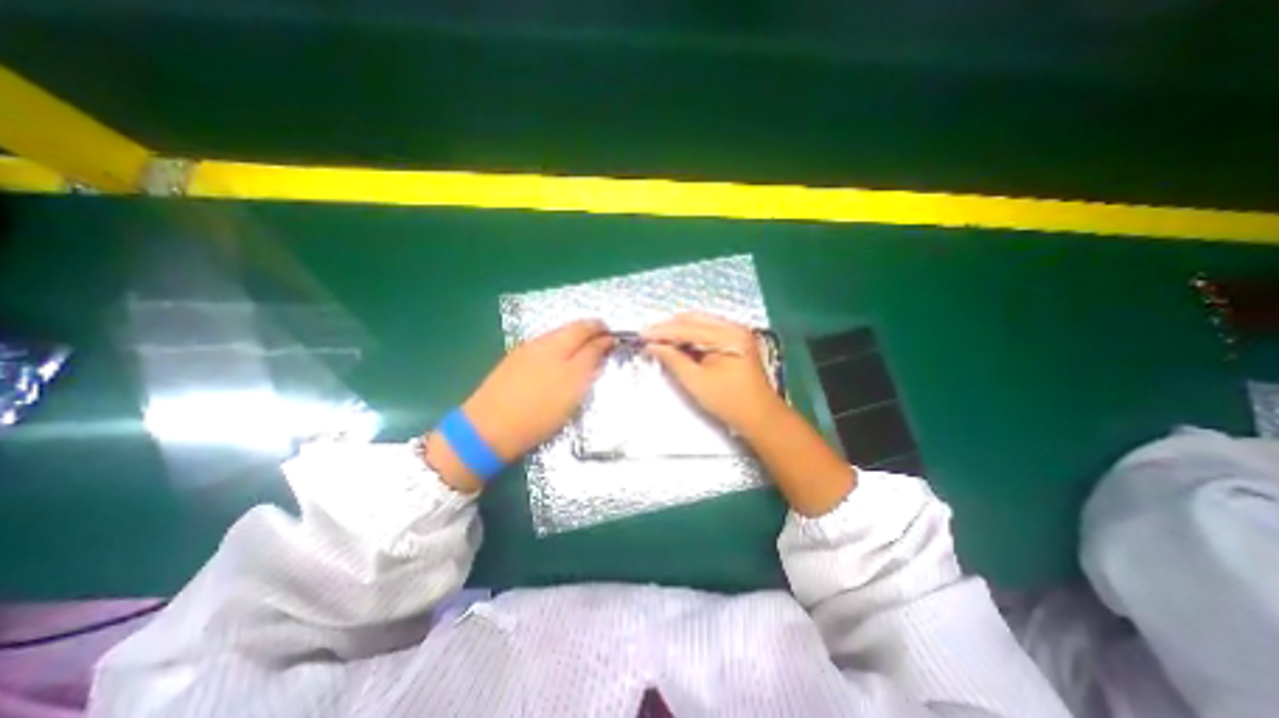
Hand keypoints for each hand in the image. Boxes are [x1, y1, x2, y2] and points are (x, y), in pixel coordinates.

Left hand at [465, 320, 612, 458]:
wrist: (489, 428)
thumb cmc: (539, 414)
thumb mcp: (573, 390)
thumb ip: (590, 362)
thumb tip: (603, 345)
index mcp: (560, 347)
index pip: (588, 331)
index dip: (604, 334)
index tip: (615, 340)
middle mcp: (544, 342)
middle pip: (573, 328)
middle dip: (591, 330)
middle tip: (604, 338)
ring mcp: (526, 349)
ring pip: (558, 335)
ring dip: (575, 336)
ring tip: (586, 348)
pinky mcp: (515, 360)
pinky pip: (545, 344)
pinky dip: (560, 345)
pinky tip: (561, 357)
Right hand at [638, 313, 779, 433]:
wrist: (760, 416)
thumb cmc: (729, 401)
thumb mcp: (696, 381)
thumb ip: (673, 359)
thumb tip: (653, 346)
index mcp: (728, 336)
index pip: (688, 328)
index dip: (662, 331)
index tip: (642, 334)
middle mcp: (734, 327)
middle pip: (695, 319)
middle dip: (670, 326)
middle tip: (648, 335)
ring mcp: (737, 333)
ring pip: (701, 323)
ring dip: (679, 330)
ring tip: (659, 338)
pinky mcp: (736, 341)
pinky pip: (708, 331)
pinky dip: (691, 336)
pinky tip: (677, 343)